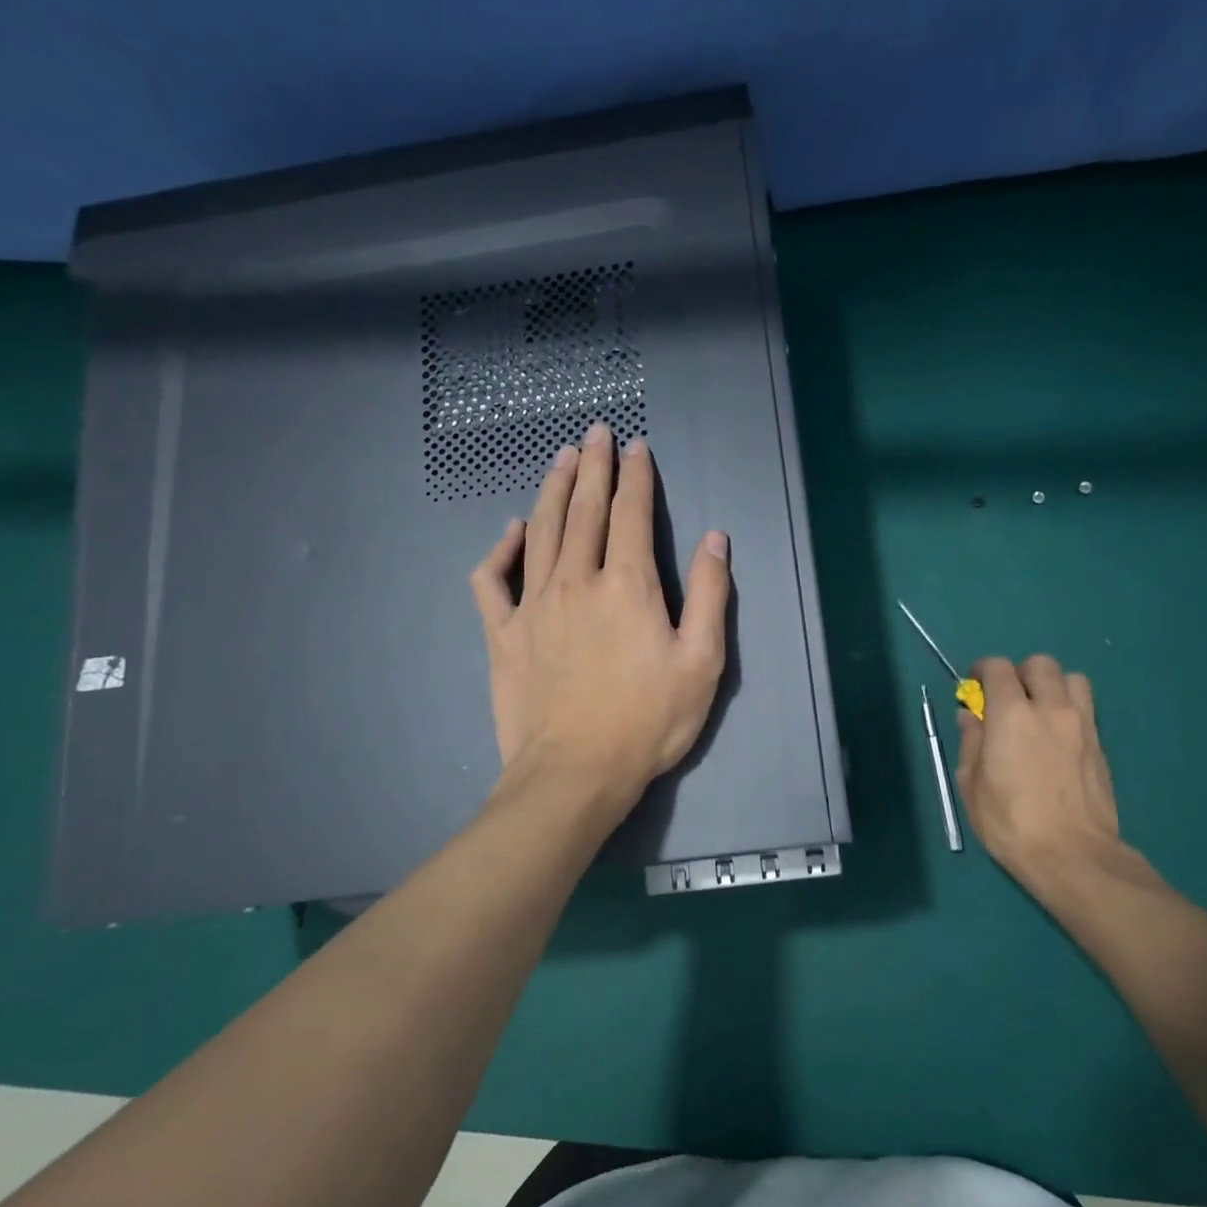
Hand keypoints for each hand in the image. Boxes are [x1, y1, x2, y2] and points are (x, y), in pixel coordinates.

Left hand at [470, 423, 730, 808]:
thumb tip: (714, 539)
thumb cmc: (648, 722)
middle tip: (595, 434)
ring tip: (561, 459)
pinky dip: (500, 549)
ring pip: (541, 530)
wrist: (575, 773)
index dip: (636, 477)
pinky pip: (492, 579)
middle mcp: (576, 580)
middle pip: (584, 509)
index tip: (637, 448)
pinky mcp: (502, 633)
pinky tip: (511, 531)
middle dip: (593, 466)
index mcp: (627, 585)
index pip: (631, 514)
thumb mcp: (702, 663)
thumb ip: (711, 596)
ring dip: (553, 489)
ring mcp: (533, 604)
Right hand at [954, 655, 1143, 916]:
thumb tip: (970, 717)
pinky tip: (1056, 737)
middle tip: (1007, 698)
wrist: (1072, 855)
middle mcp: (1050, 708)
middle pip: (1040, 664)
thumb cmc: (1010, 822)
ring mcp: (1081, 724)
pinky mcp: (1100, 745)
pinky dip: (1069, 709)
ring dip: (1052, 685)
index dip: (982, 670)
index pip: (998, 668)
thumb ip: (970, 742)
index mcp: (1011, 714)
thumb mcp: (971, 785)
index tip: (974, 685)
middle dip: (1019, 673)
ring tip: (1039, 710)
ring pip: (1072, 679)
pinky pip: (1086, 709)